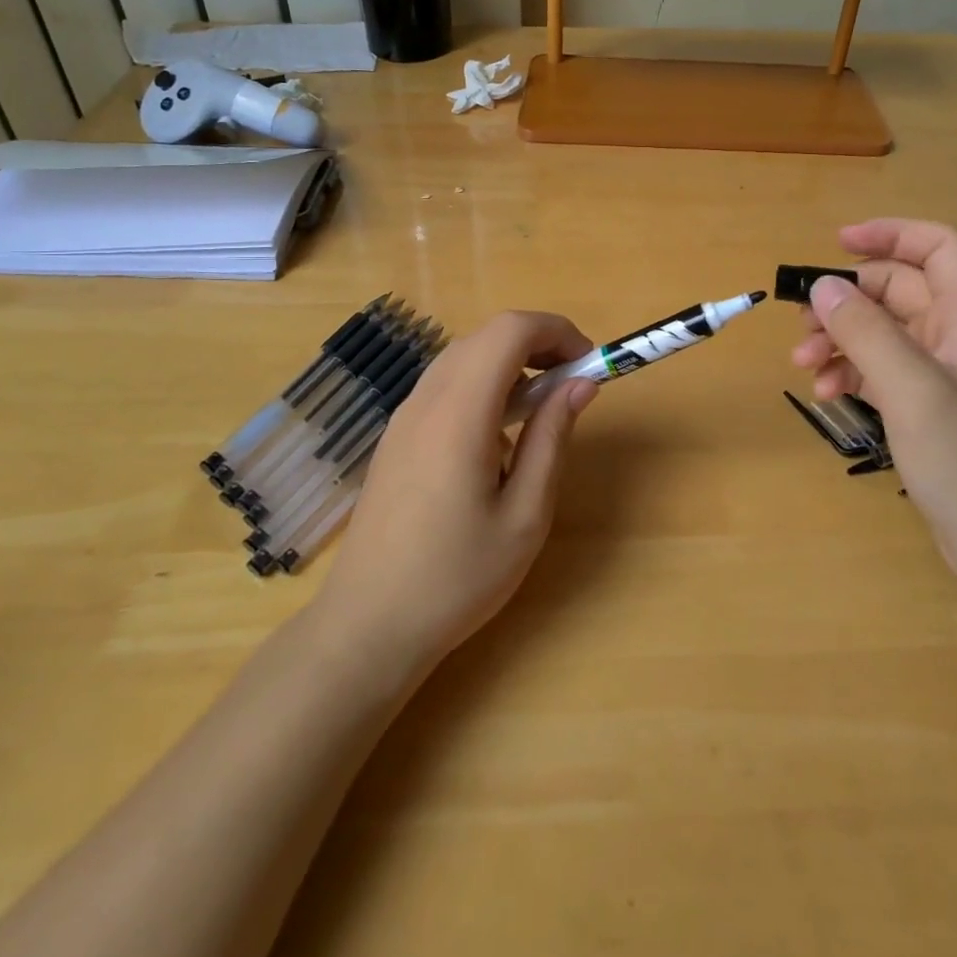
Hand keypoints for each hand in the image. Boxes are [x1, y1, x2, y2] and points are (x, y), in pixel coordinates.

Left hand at [312, 311, 597, 675]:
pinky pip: (445, 385)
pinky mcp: (397, 436)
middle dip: (537, 343)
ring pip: (464, 357)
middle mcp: (426, 400)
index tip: (588, 366)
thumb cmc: (457, 578)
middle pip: (486, 336)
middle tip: (571, 385)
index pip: (510, 331)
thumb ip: (552, 439)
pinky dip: (483, 384)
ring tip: (541, 410)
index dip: (556, 331)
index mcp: (460, 414)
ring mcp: (405, 417)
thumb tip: (580, 384)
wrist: (368, 625)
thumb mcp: (525, 515)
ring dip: (510, 363)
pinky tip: (497, 437)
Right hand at [791, 219, 956, 610]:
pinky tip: (827, 394)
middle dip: (848, 300)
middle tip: (803, 324)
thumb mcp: (914, 391)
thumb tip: (822, 288)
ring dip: (841, 340)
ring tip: (804, 366)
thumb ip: (867, 334)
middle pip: (899, 291)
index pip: (939, 249)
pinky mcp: (928, 411)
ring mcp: (943, 378)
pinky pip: (881, 372)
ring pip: (884, 334)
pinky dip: (851, 373)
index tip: (837, 244)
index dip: (892, 235)